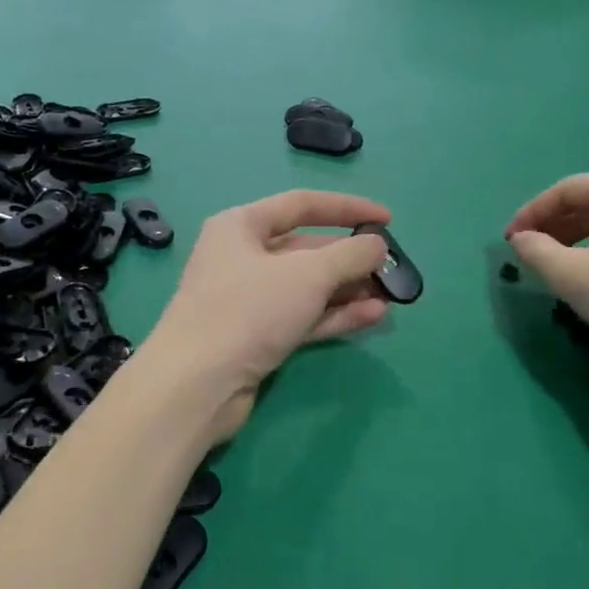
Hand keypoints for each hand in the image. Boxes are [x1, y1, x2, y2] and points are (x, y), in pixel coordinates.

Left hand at [146, 190, 392, 438]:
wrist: (198, 384)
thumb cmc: (249, 310)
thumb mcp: (308, 274)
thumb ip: (350, 254)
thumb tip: (377, 246)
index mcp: (241, 226)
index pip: (301, 204)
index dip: (347, 208)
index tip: (387, 219)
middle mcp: (242, 257)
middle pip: (306, 249)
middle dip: (350, 258)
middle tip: (391, 269)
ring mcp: (248, 300)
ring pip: (307, 287)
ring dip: (348, 290)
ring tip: (390, 296)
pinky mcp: (256, 336)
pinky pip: (302, 317)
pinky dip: (335, 315)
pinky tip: (372, 316)